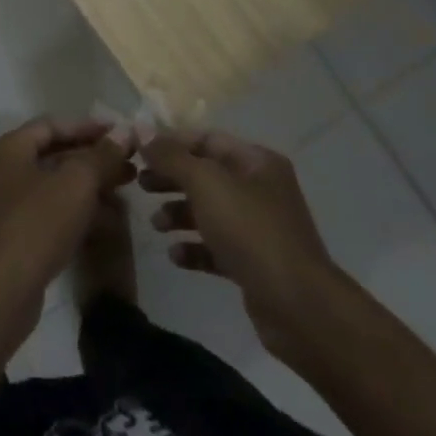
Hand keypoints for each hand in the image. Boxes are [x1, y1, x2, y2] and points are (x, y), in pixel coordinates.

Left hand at [0, 118, 135, 355]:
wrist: (1, 292)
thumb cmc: (37, 224)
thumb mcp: (76, 183)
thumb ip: (101, 155)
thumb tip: (124, 131)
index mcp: (9, 149)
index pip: (53, 124)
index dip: (88, 126)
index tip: (121, 133)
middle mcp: (3, 170)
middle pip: (54, 154)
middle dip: (94, 157)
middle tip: (130, 163)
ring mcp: (7, 204)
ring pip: (55, 184)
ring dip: (90, 184)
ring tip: (126, 187)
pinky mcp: (15, 235)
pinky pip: (51, 211)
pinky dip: (78, 208)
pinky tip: (108, 217)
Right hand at [140, 131, 334, 357]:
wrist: (297, 305)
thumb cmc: (250, 231)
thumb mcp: (206, 183)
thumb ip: (171, 157)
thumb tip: (140, 130)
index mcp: (256, 161)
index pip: (207, 139)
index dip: (171, 142)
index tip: (138, 151)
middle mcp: (260, 189)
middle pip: (206, 174)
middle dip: (171, 178)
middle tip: (139, 185)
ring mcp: (258, 228)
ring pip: (209, 211)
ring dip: (178, 213)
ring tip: (156, 224)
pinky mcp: (253, 263)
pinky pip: (216, 246)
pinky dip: (193, 248)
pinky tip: (175, 256)